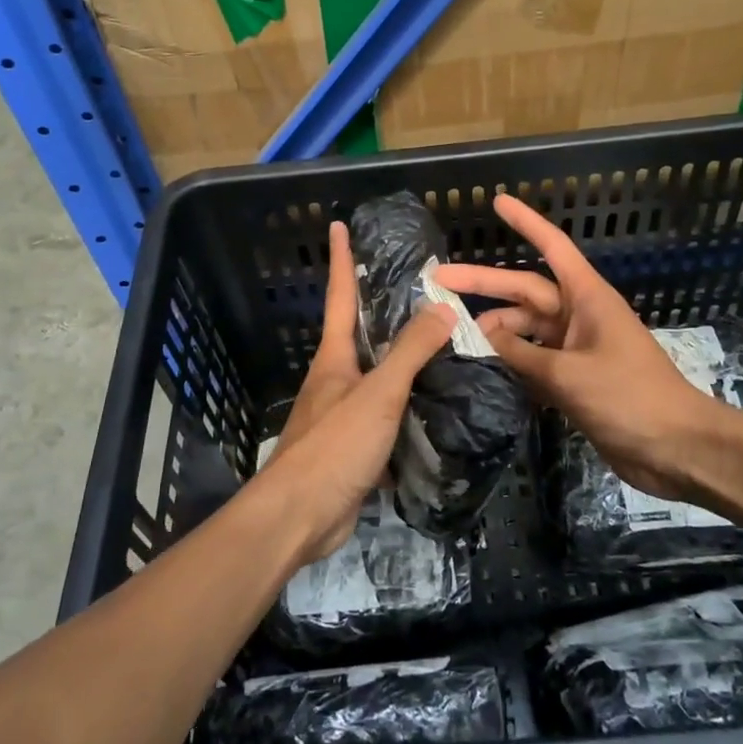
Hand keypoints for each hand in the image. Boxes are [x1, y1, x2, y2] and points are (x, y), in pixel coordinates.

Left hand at [254, 221, 456, 564]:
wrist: (300, 517)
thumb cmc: (334, 445)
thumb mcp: (378, 393)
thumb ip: (410, 352)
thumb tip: (442, 307)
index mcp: (334, 358)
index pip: (340, 296)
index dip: (342, 260)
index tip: (339, 226)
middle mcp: (335, 380)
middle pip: (360, 335)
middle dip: (381, 310)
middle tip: (419, 288)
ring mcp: (342, 416)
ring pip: (377, 378)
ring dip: (403, 362)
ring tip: (442, 345)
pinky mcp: (354, 449)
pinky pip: (387, 417)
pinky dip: (410, 408)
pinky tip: (437, 407)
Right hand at [430, 194, 737, 503]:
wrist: (677, 448)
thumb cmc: (628, 397)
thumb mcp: (568, 374)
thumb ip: (523, 354)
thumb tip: (487, 336)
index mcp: (588, 298)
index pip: (552, 248)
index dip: (525, 222)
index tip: (497, 201)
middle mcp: (580, 315)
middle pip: (526, 289)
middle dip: (485, 283)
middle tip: (439, 279)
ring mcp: (578, 347)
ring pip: (528, 327)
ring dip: (497, 328)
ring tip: (458, 333)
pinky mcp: (576, 378)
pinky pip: (536, 357)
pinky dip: (513, 358)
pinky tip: (486, 363)